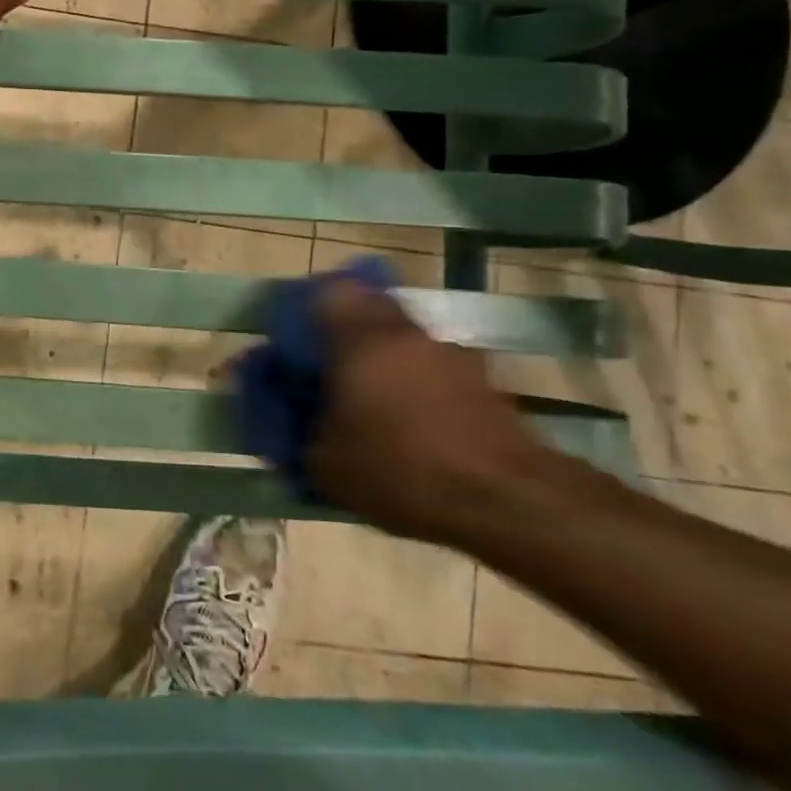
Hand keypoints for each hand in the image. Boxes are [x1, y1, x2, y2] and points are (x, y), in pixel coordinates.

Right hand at [307, 280, 558, 546]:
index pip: (325, 291)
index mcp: (360, 338)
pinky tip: (406, 420)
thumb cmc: (401, 470)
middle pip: (365, 306)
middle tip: (325, 367)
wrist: (506, 498)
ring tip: (366, 400)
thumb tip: (284, 412)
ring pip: (398, 336)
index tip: (291, 340)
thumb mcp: (325, 463)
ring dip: (379, 355)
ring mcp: (446, 351)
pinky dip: (410, 379)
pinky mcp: (476, 377)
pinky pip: (427, 363)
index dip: (303, 309)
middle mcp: (403, 332)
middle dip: (340, 330)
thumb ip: (294, 428)